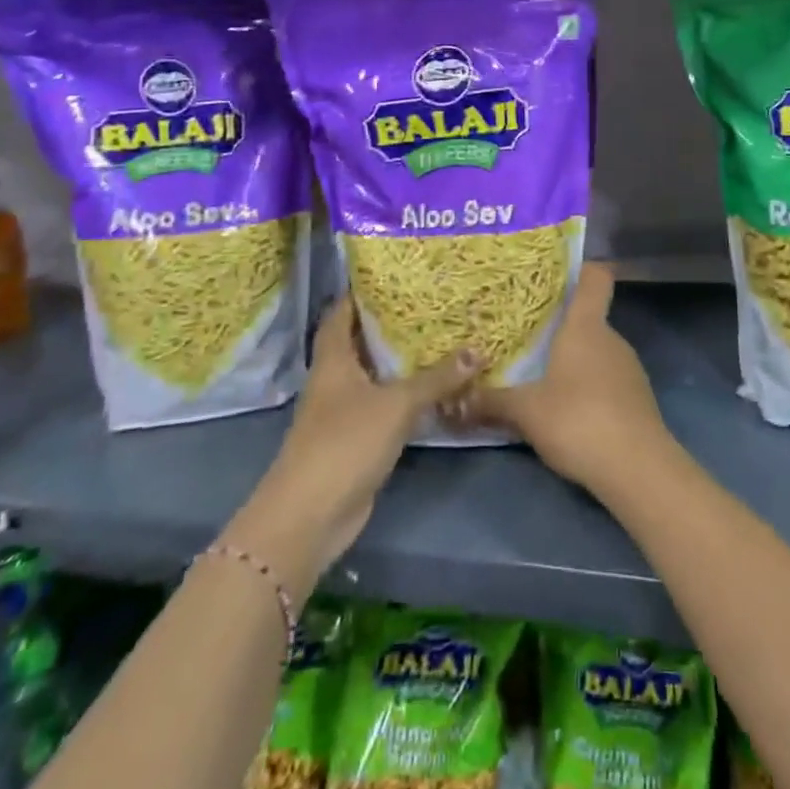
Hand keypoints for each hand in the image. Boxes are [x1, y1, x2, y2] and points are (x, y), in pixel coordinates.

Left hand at [226, 298, 479, 590]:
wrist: (311, 515)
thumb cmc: (345, 443)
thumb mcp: (396, 404)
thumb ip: (437, 378)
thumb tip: (478, 349)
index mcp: (333, 360)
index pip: (342, 313)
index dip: (362, 292)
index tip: (394, 273)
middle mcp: (335, 380)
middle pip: (361, 342)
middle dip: (392, 324)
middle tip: (431, 303)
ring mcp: (344, 412)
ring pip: (376, 376)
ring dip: (402, 361)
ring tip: (441, 336)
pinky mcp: (358, 440)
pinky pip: (385, 407)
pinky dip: (407, 395)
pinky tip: (436, 388)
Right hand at [450, 263, 671, 494]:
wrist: (636, 468)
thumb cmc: (578, 420)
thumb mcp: (525, 412)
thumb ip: (491, 402)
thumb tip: (455, 401)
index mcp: (586, 327)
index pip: (596, 278)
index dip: (582, 269)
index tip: (557, 273)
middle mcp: (612, 339)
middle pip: (588, 319)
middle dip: (559, 327)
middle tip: (525, 337)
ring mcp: (629, 369)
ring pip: (596, 353)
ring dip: (572, 362)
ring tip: (539, 376)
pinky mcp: (637, 399)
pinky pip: (606, 381)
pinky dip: (587, 388)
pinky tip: (567, 411)